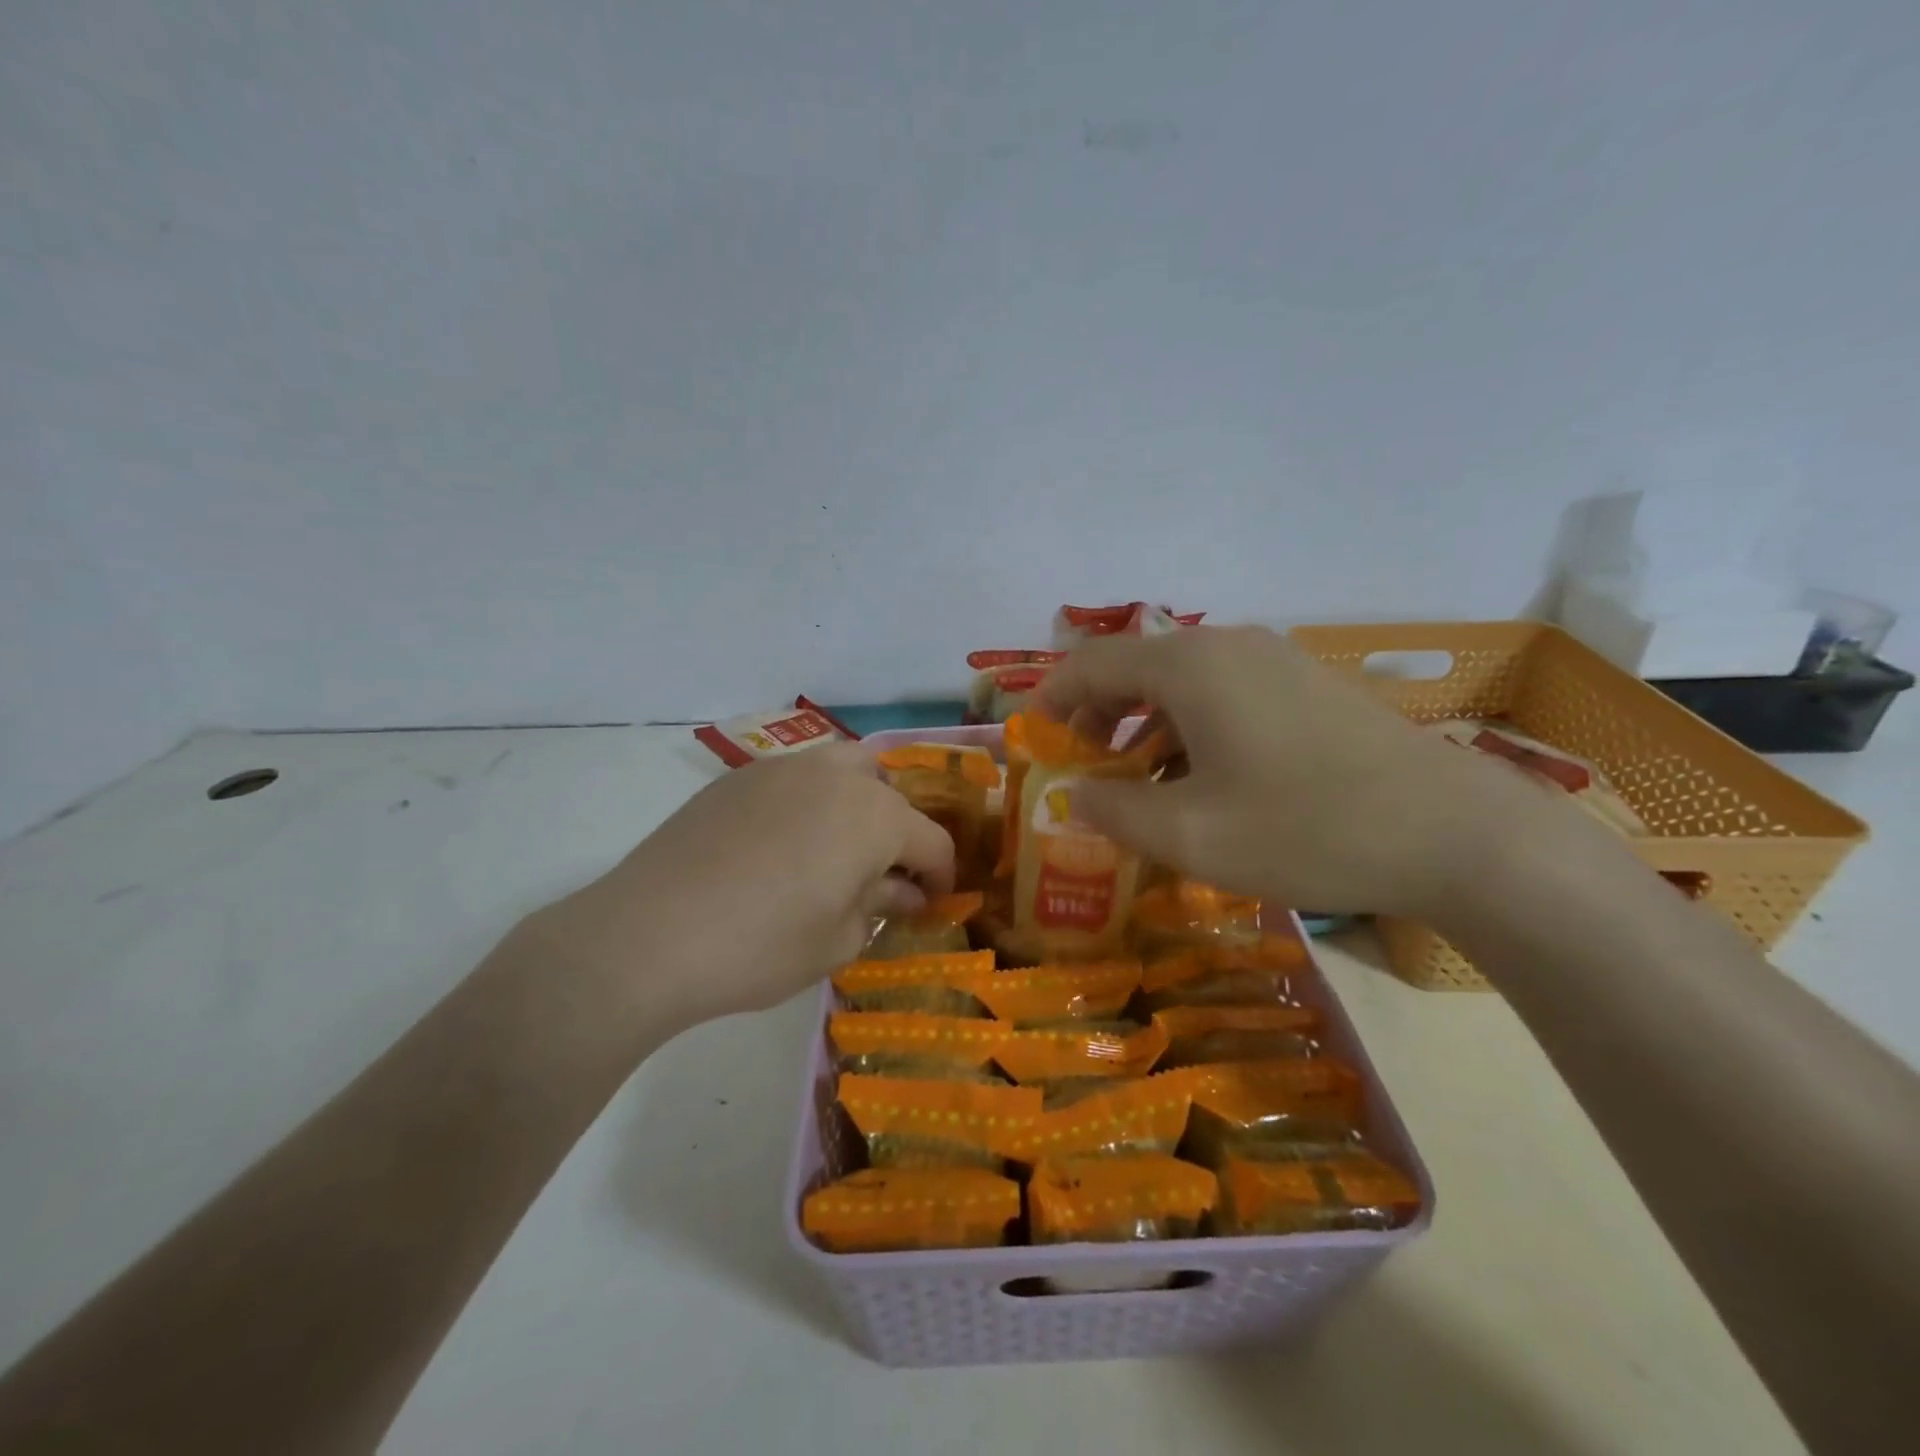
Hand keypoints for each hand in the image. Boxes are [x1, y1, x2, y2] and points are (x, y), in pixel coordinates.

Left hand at [526, 744, 953, 1044]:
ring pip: (842, 769)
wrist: (649, 935)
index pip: (932, 840)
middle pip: (889, 791)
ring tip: (836, 850)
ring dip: (856, 804)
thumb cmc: (762, 946)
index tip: (933, 904)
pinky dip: (808, 802)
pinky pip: (794, 779)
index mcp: (874, 815)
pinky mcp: (738, 778)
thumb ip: (881, 906)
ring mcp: (782, 769)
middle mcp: (835, 776)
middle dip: (898, 830)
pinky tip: (781, 846)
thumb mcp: (838, 940)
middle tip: (882, 874)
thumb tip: (904, 892)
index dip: (940, 876)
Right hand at [1037, 626, 1555, 917]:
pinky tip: (1202, 781)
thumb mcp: (1190, 835)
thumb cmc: (1307, 829)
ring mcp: (1276, 661)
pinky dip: (1189, 729)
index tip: (1034, 744)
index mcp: (1190, 666)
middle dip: (1096, 717)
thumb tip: (1073, 796)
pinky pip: (1224, 695)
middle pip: (1135, 667)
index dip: (1051, 700)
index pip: (1091, 663)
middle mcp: (1228, 646)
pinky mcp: (1308, 686)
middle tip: (1082, 771)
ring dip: (1143, 727)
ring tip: (1137, 784)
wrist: (1456, 835)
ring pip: (1180, 683)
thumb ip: (1113, 811)